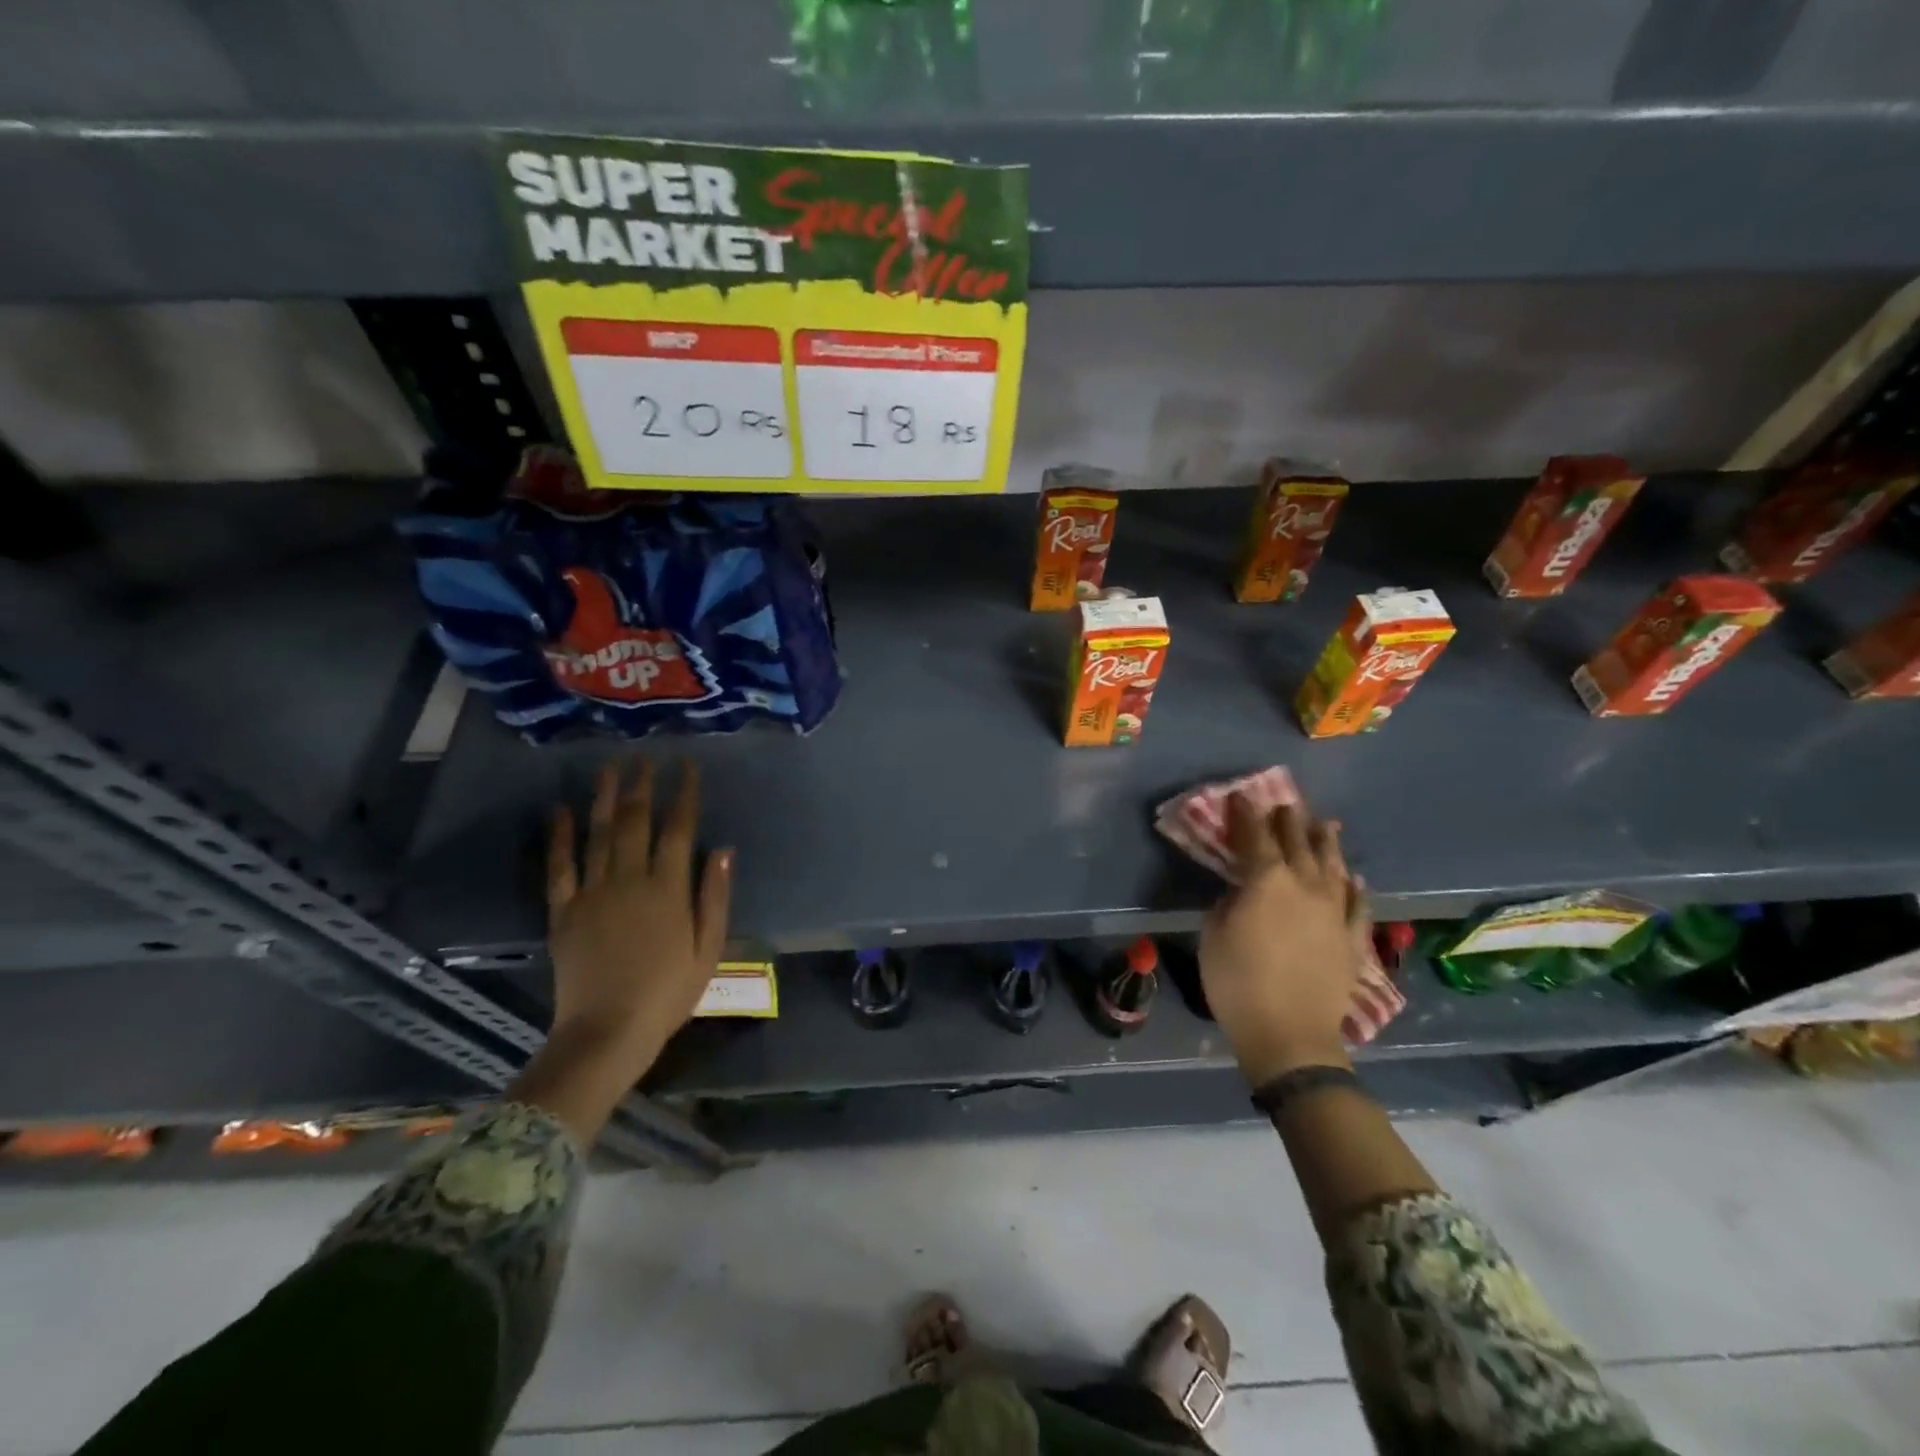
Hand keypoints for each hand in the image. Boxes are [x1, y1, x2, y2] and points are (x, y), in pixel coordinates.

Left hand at [546, 760, 732, 1071]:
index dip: (684, 794)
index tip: (688, 767)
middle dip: (643, 785)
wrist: (607, 1032)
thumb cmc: (668, 993)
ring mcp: (593, 893)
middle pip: (636, 821)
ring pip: (599, 833)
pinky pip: (560, 866)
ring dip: (605, 797)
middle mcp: (630, 880)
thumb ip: (715, 898)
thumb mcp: (709, 949)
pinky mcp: (564, 911)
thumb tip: (723, 851)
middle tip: (646, 756)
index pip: (678, 829)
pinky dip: (561, 836)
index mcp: (668, 889)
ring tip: (610, 768)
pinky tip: (562, 811)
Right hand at [1199, 793, 1365, 1087]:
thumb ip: (1229, 903)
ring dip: (1327, 843)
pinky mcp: (1351, 939)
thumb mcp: (1213, 933)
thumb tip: (1243, 893)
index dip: (1245, 814)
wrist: (1289, 1034)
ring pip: (1334, 866)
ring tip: (1325, 825)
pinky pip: (1358, 906)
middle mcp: (1305, 885)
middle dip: (1288, 821)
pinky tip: (1355, 880)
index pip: (1255, 836)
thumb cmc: (1237, 981)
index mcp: (1267, 880)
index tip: (1240, 796)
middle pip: (1298, 843)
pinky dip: (1355, 889)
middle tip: (1284, 804)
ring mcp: (1334, 911)